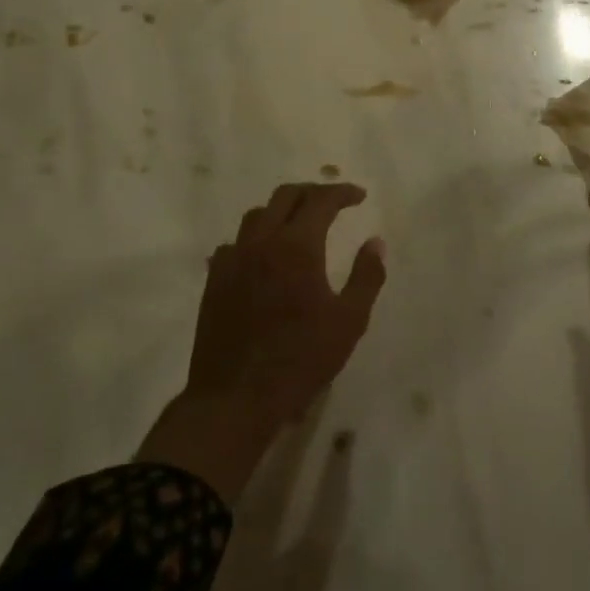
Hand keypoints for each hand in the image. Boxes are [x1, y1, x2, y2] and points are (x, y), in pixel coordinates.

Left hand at [138, 183, 386, 499]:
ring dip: (281, 211)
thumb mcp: (349, 321)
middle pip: (285, 196)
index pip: (321, 200)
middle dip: (312, 192)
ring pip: (256, 216)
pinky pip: (234, 244)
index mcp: (297, 246)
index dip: (342, 193)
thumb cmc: (300, 359)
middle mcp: (261, 242)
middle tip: (332, 203)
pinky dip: (254, 239)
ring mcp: (232, 260)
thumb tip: (375, 242)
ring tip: (298, 225)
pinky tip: (262, 257)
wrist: (236, 398)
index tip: (359, 197)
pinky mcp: (214, 281)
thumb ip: (367, 276)